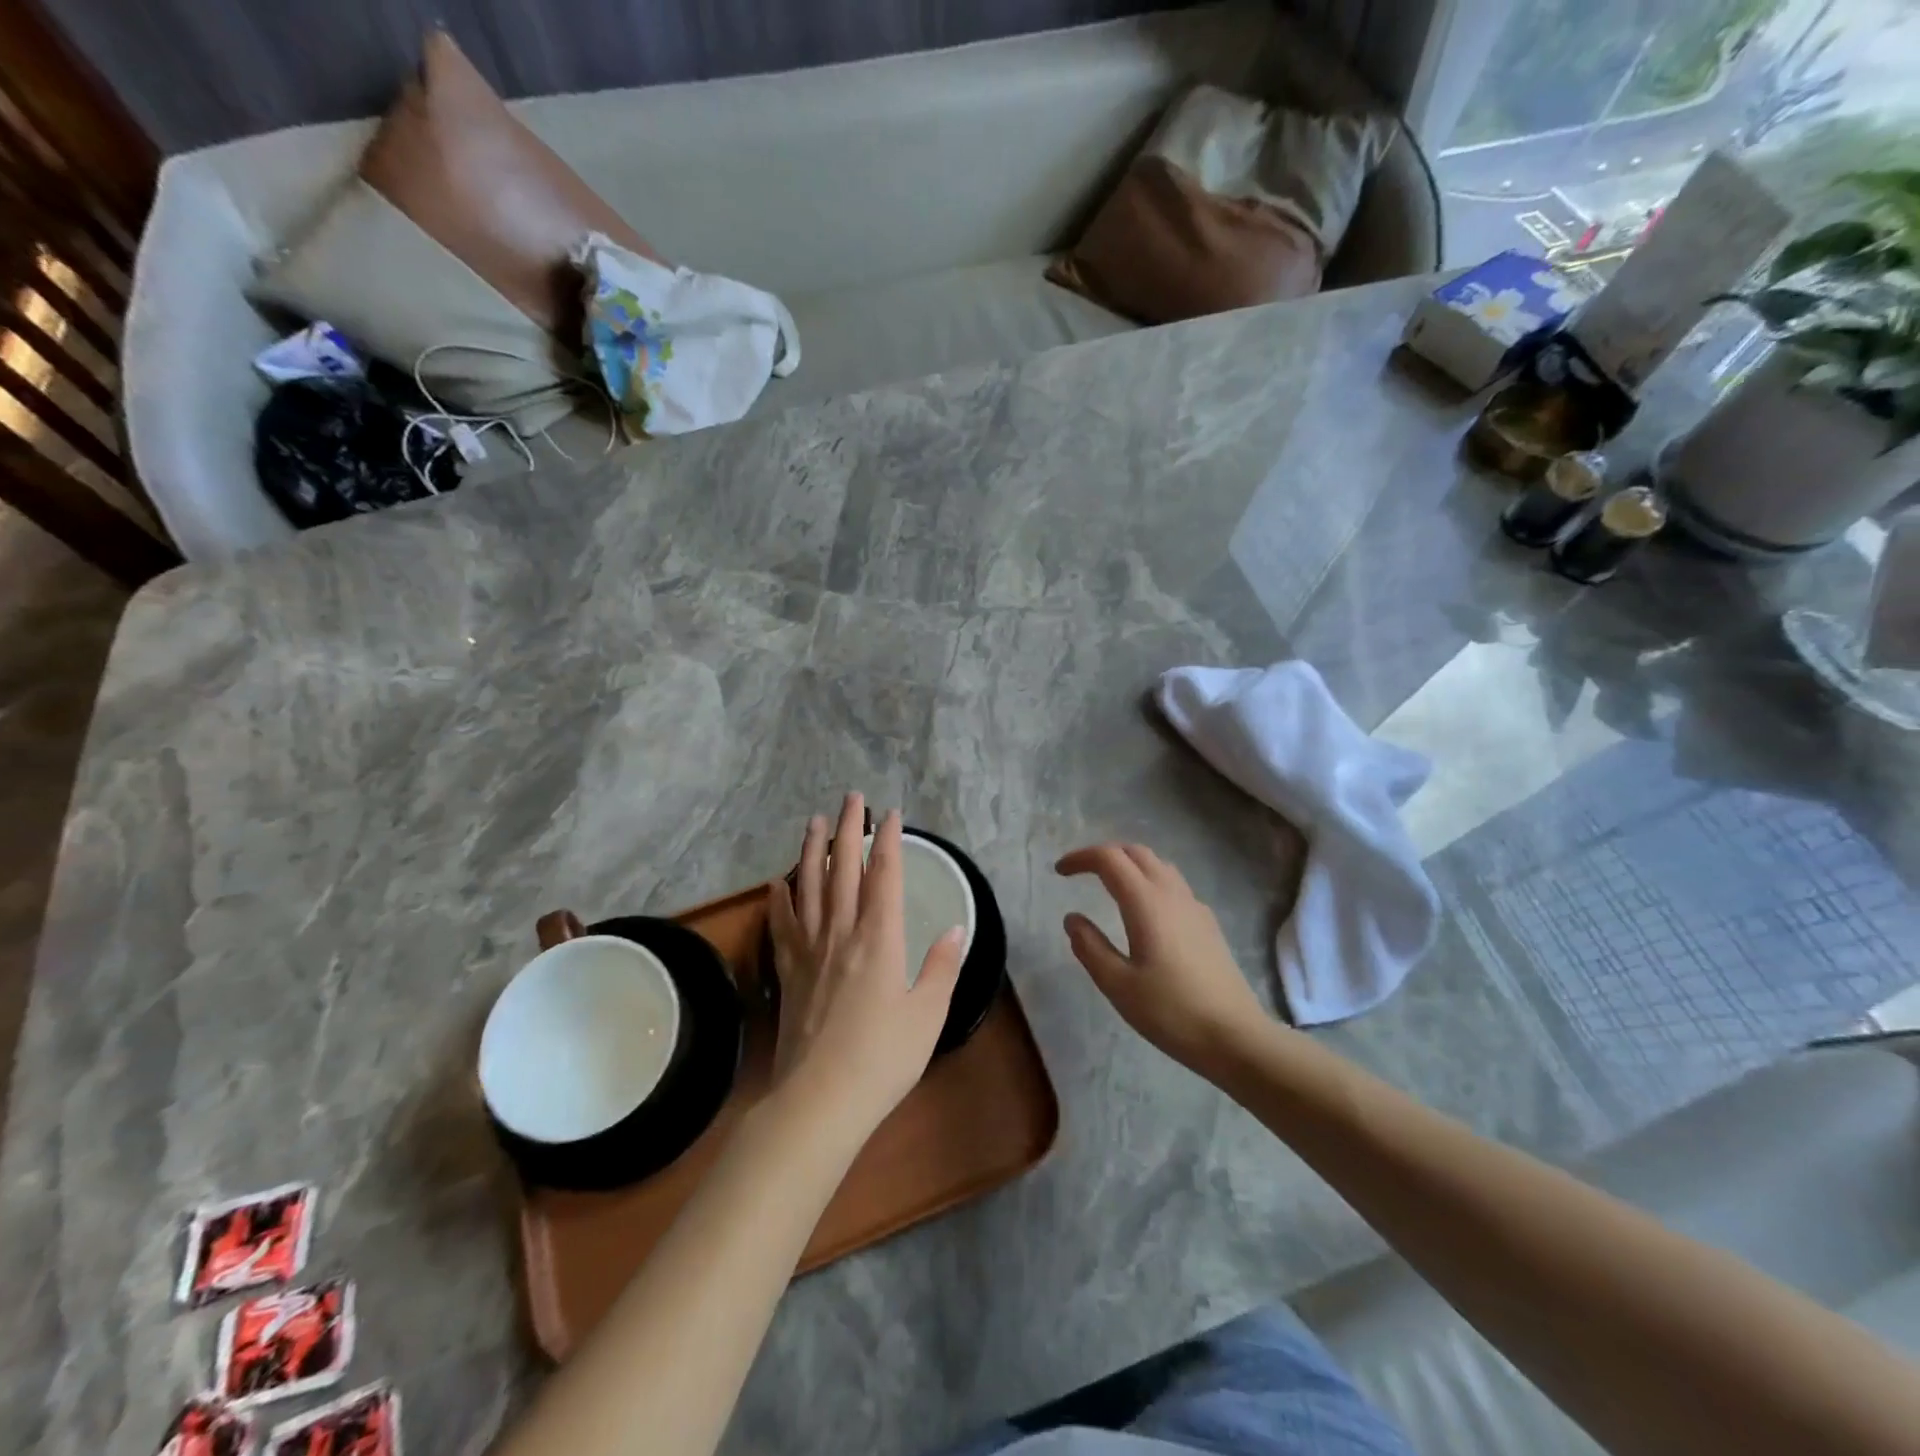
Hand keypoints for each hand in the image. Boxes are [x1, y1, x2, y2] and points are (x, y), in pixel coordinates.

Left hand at [765, 794, 966, 1136]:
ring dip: (811, 850)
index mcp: (880, 939)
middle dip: (848, 829)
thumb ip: (942, 967)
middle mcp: (842, 933)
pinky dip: (780, 898)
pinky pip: (782, 925)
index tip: (891, 813)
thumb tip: (956, 927)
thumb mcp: (928, 1014)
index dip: (888, 840)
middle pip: (843, 869)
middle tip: (851, 797)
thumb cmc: (883, 1058)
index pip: (884, 875)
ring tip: (814, 821)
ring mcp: (810, 951)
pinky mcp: (788, 972)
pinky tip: (778, 881)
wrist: (820, 1099)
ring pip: (809, 887)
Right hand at [1056, 843, 1267, 1072]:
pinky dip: (1150, 881)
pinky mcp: (1208, 923)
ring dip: (1130, 865)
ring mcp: (1195, 907)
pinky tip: (1145, 912)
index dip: (1081, 858)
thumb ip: (1090, 947)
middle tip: (1082, 873)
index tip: (1060, 872)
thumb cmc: (1171, 1011)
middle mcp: (1172, 894)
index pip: (1109, 859)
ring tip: (1109, 886)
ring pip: (1158, 865)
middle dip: (1105, 855)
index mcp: (1146, 903)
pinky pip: (1174, 885)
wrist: (1235, 1037)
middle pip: (1136, 852)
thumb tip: (1073, 918)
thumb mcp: (1118, 984)